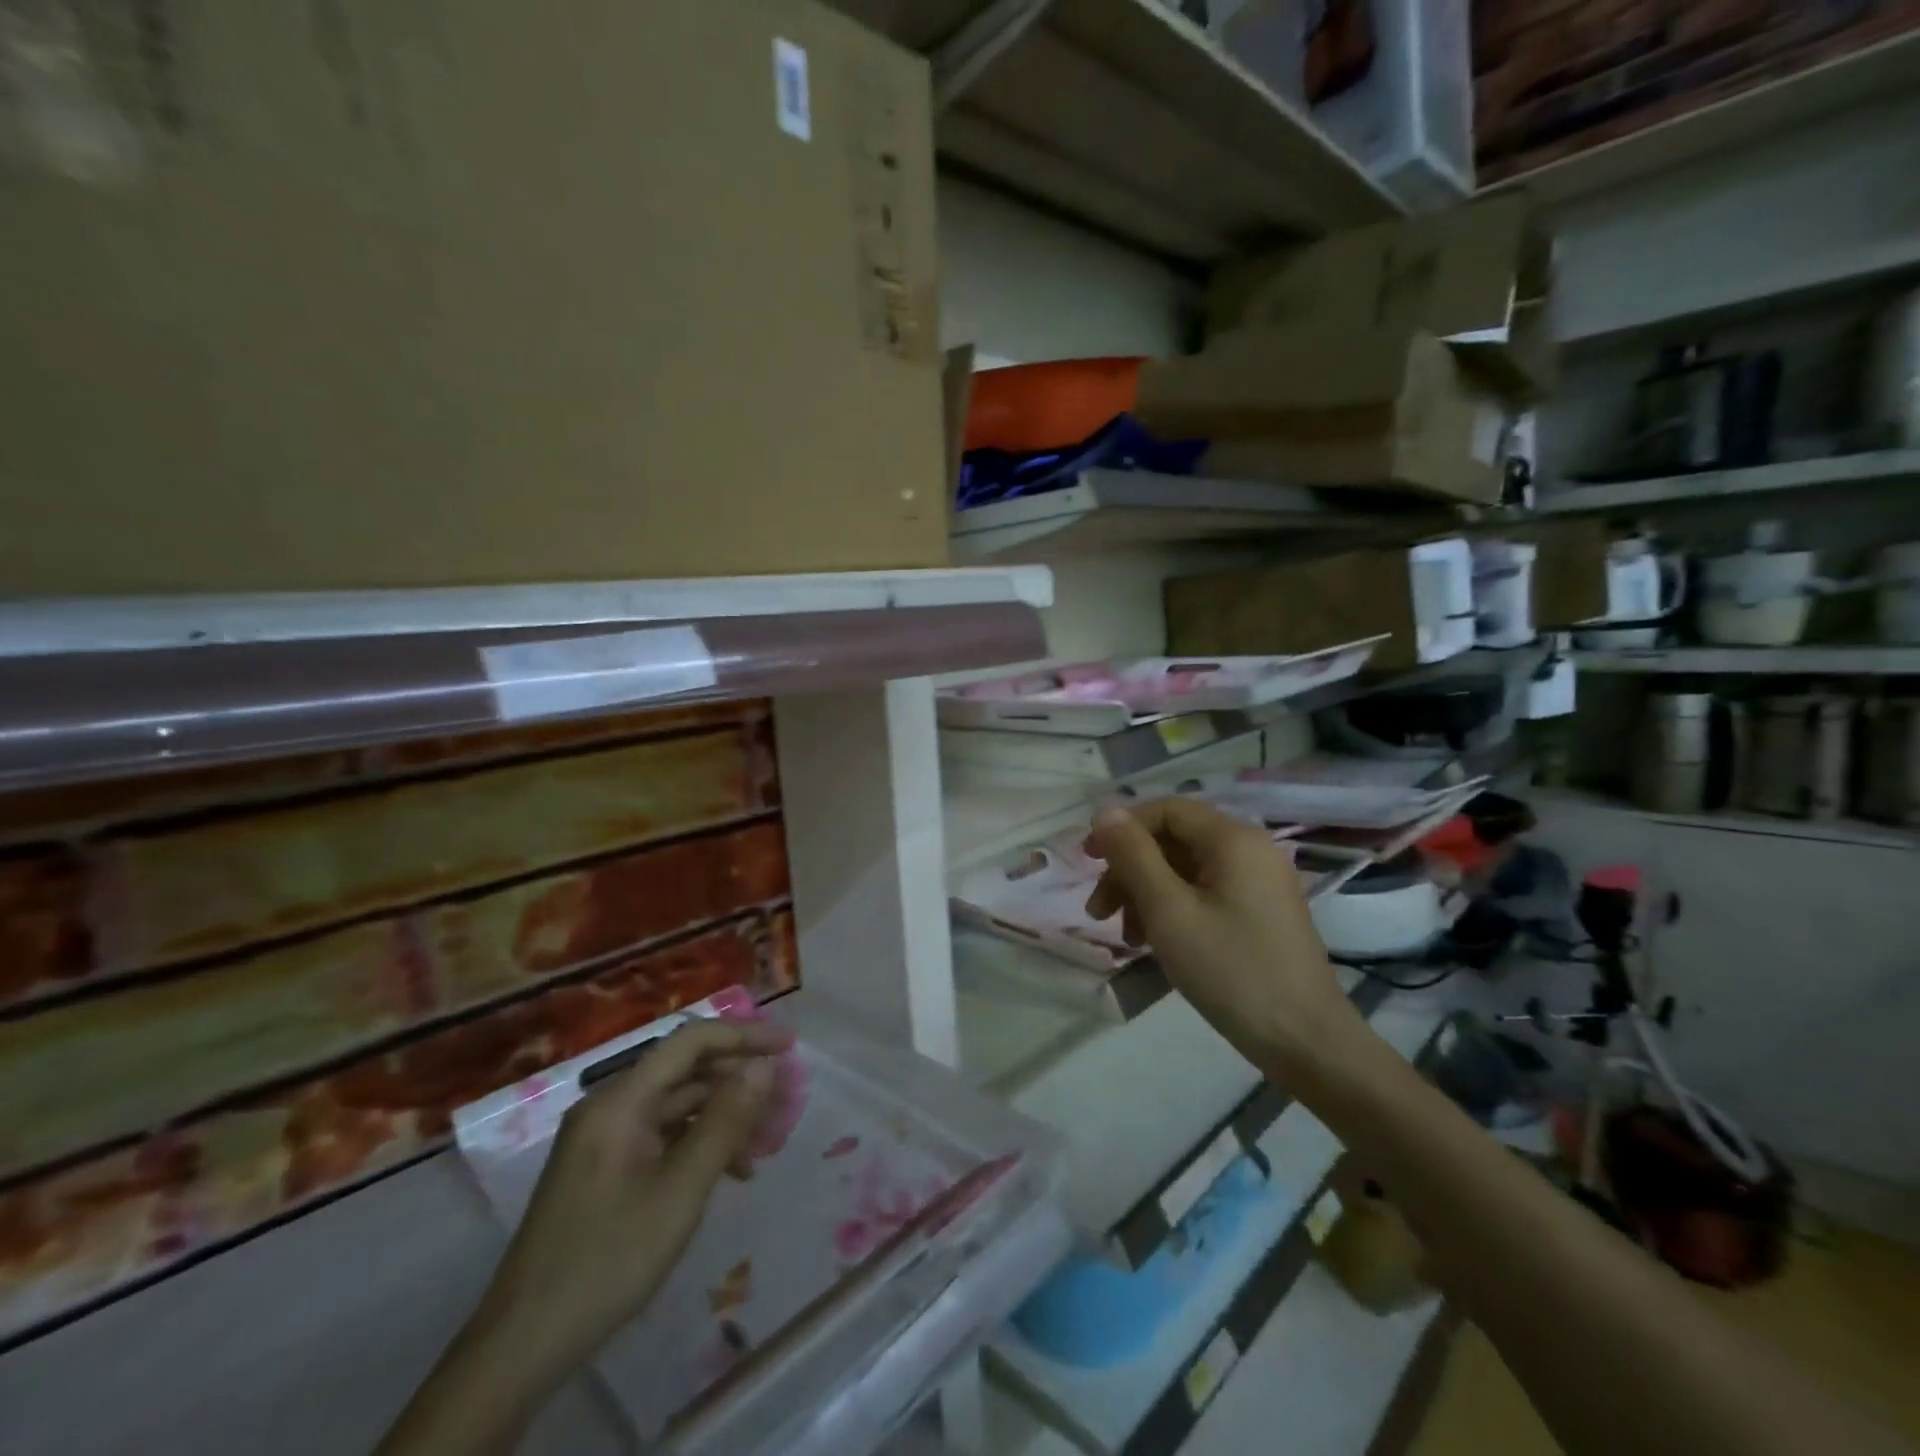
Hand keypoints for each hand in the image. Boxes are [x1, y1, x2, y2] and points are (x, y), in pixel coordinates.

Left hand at [481, 1019, 791, 1379]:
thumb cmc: (609, 1259)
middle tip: (784, 1101)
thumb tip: (764, 1067)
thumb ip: (726, 1122)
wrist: (523, 1346)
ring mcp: (604, 1138)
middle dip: (737, 1080)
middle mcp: (610, 1106)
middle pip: (685, 1070)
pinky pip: (661, 1134)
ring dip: (721, 1116)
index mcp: (621, 1100)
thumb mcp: (681, 1190)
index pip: (691, 1041)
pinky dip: (697, 1142)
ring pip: (676, 1105)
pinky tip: (726, 1172)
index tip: (789, 1047)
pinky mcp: (604, 1167)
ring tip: (761, 1147)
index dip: (743, 1036)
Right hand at [1084, 799, 1364, 1079]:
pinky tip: (1155, 942)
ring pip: (1185, 869)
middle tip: (1099, 912)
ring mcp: (1259, 882)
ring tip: (1126, 936)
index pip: (1166, 810)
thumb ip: (1134, 856)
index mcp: (1233, 839)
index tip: (1087, 860)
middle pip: (1174, 840)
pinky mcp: (1260, 912)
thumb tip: (1105, 813)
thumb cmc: (1231, 971)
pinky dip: (1173, 909)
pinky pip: (1204, 893)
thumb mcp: (1169, 911)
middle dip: (1130, 869)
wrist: (1306, 1042)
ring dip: (1146, 894)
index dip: (1122, 828)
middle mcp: (1250, 850)